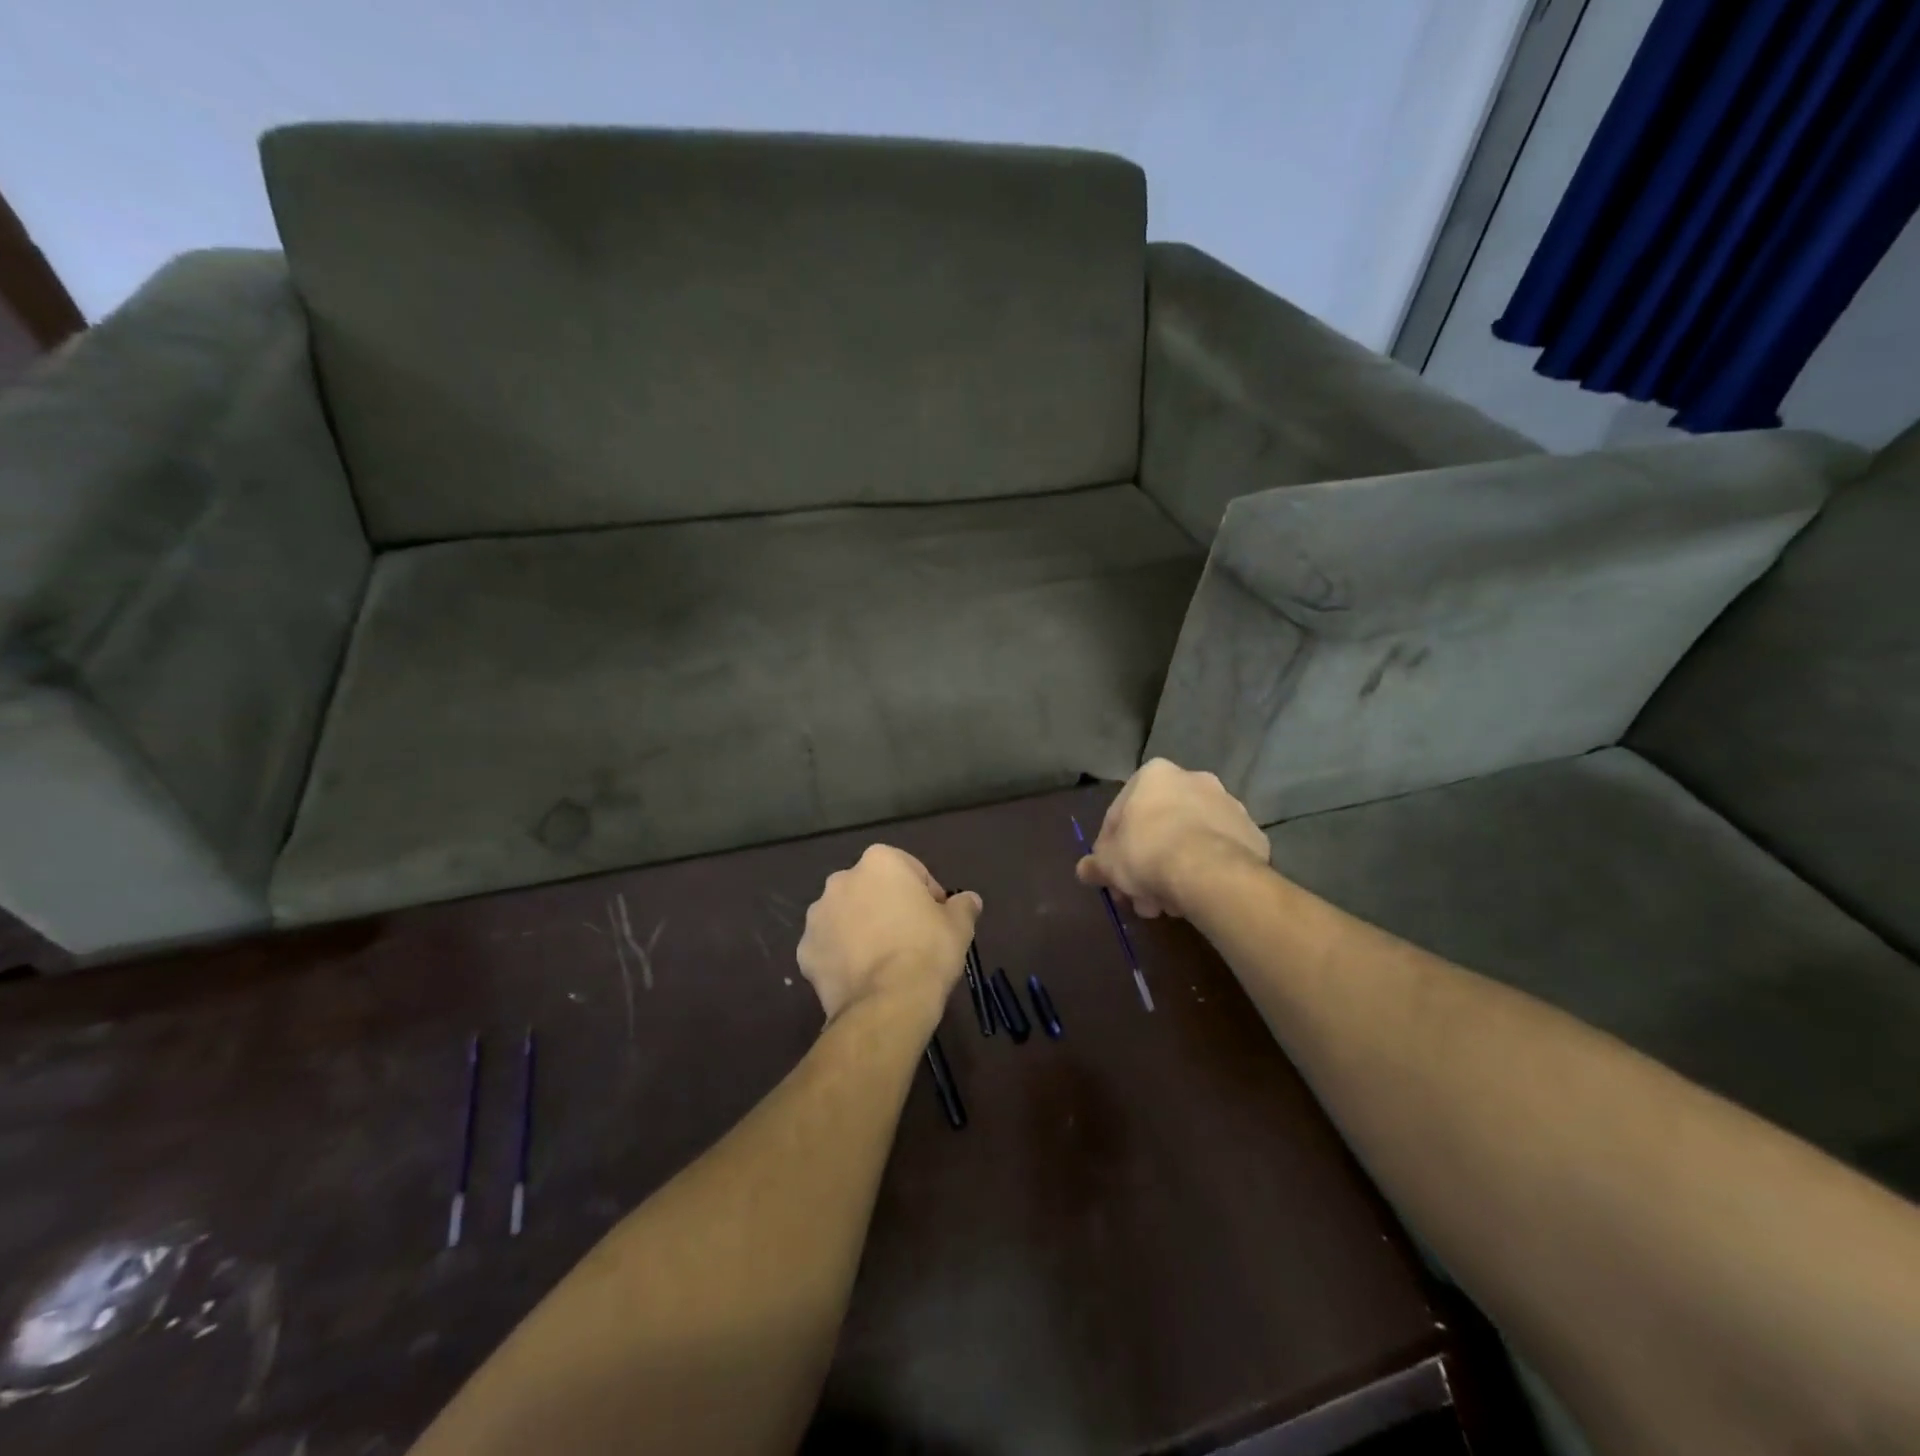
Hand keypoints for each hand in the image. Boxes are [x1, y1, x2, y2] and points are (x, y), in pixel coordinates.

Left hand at [797, 845, 982, 1024]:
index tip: (937, 920)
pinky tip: (862, 977)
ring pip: (846, 916)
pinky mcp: (805, 951)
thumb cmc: (927, 951)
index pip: (910, 871)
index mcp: (879, 862)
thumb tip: (969, 900)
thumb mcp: (959, 926)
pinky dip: (842, 957)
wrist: (886, 1004)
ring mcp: (818, 916)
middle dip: (888, 907)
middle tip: (910, 938)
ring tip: (883, 960)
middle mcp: (842, 880)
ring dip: (861, 929)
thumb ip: (963, 906)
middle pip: (872, 890)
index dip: (927, 895)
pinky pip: (829, 947)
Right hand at [1077, 759, 1268, 918]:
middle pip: (1159, 826)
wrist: (1210, 873)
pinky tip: (1195, 898)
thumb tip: (1085, 870)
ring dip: (1175, 870)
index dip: (1111, 849)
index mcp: (1154, 775)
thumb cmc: (1148, 854)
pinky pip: (1219, 854)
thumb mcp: (1108, 863)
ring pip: (1190, 841)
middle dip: (1147, 864)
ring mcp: (1229, 805)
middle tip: (1140, 896)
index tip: (1112, 875)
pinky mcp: (1253, 832)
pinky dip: (1206, 872)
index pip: (1121, 812)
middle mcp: (1194, 779)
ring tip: (1167, 906)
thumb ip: (1095, 864)